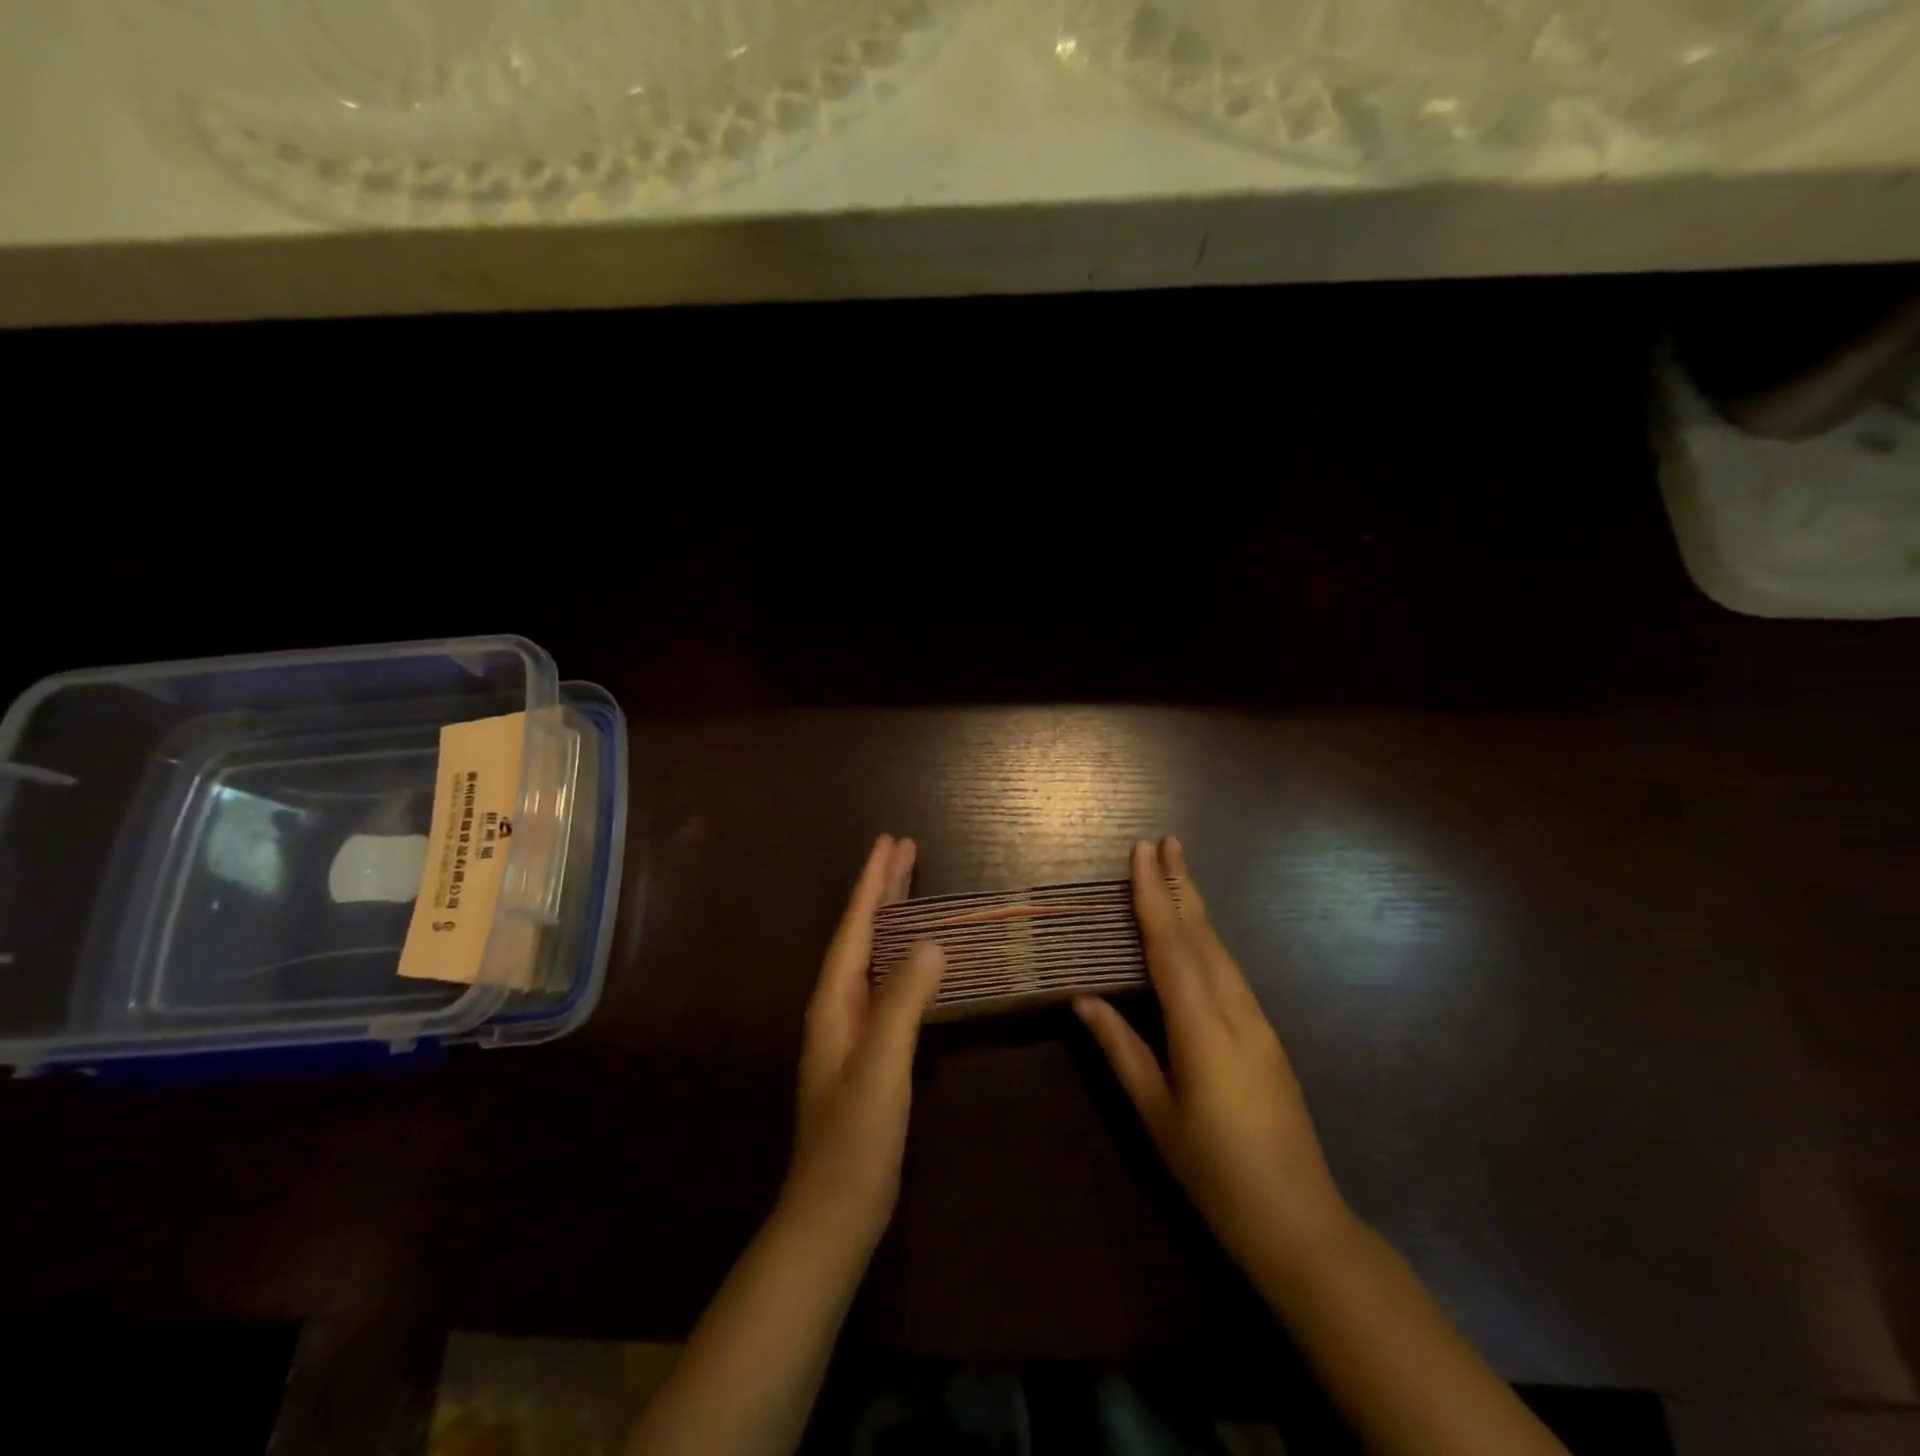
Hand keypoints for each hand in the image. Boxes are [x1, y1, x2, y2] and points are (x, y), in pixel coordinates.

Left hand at [780, 834, 945, 1262]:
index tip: (891, 842)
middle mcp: (837, 1006)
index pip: (856, 928)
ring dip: (892, 918)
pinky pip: (886, 984)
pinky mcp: (868, 1051)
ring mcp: (851, 1030)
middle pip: (862, 934)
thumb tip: (932, 941)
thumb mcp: (880, 1067)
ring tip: (912, 886)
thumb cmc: (854, 1141)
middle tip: (905, 849)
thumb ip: (903, 1003)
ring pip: (874, 956)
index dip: (874, 884)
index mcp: (833, 1002)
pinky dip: (902, 956)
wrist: (832, 1214)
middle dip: (882, 890)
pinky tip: (918, 958)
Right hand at [1075, 837, 1353, 1274]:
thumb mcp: (1155, 1113)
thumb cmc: (1213, 1171)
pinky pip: (1231, 972)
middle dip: (1181, 884)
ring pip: (1221, 950)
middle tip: (1166, 840)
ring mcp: (1258, 1022)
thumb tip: (1084, 998)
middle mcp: (1235, 1011)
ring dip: (1196, 908)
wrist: (1299, 1222)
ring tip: (1176, 873)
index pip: (1171, 946)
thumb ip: (1121, 1049)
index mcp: (1202, 1027)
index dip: (1153, 896)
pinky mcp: (1267, 1036)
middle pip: (1203, 934)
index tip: (1143, 852)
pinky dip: (1208, 940)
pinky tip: (1197, 935)